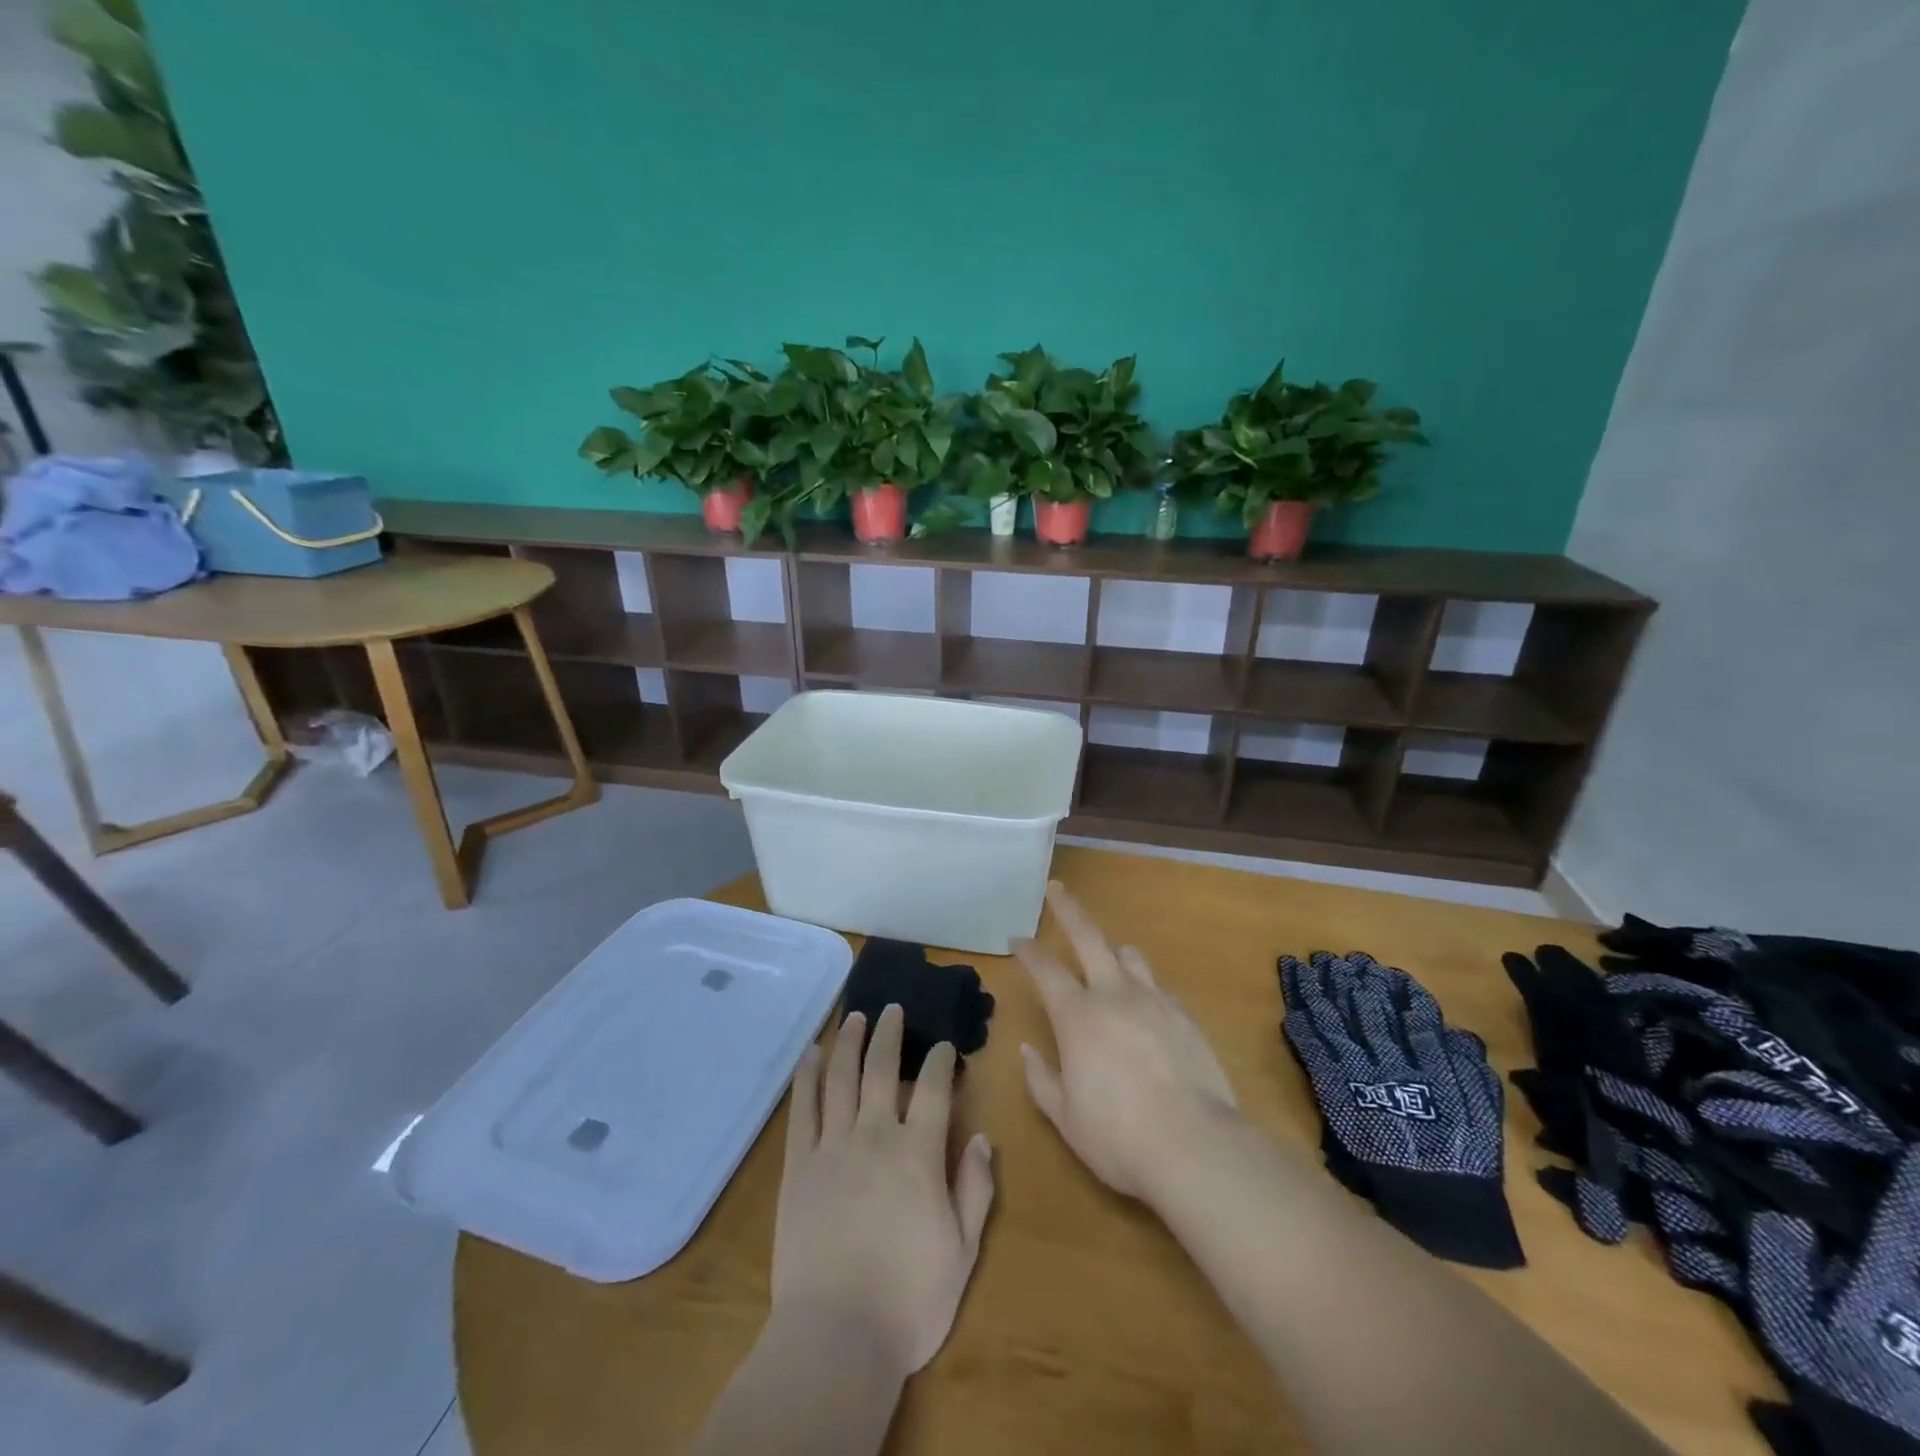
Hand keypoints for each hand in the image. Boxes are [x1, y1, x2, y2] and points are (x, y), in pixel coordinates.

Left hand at [771, 1004, 994, 1376]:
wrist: (836, 1336)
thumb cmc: (909, 1300)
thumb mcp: (963, 1251)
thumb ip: (976, 1189)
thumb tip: (984, 1138)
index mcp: (919, 1153)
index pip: (934, 1089)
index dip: (940, 1061)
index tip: (944, 1046)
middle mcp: (875, 1135)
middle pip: (883, 1069)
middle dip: (890, 1033)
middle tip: (892, 1008)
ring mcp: (833, 1146)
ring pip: (841, 1077)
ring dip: (849, 1042)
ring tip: (855, 1016)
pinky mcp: (799, 1165)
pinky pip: (802, 1108)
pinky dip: (807, 1076)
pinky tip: (811, 1054)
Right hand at [1015, 881, 1238, 1201]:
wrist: (1196, 1147)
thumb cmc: (1118, 1137)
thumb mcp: (1065, 1116)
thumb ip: (1041, 1079)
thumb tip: (1028, 1050)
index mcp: (1077, 1016)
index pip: (1045, 969)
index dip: (1028, 951)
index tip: (1016, 939)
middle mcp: (1114, 994)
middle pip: (1089, 937)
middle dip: (1069, 910)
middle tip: (1057, 888)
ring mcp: (1154, 1001)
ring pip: (1130, 956)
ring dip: (1113, 950)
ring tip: (1107, 957)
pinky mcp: (1185, 1016)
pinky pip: (1158, 987)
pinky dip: (1144, 987)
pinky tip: (1145, 1008)